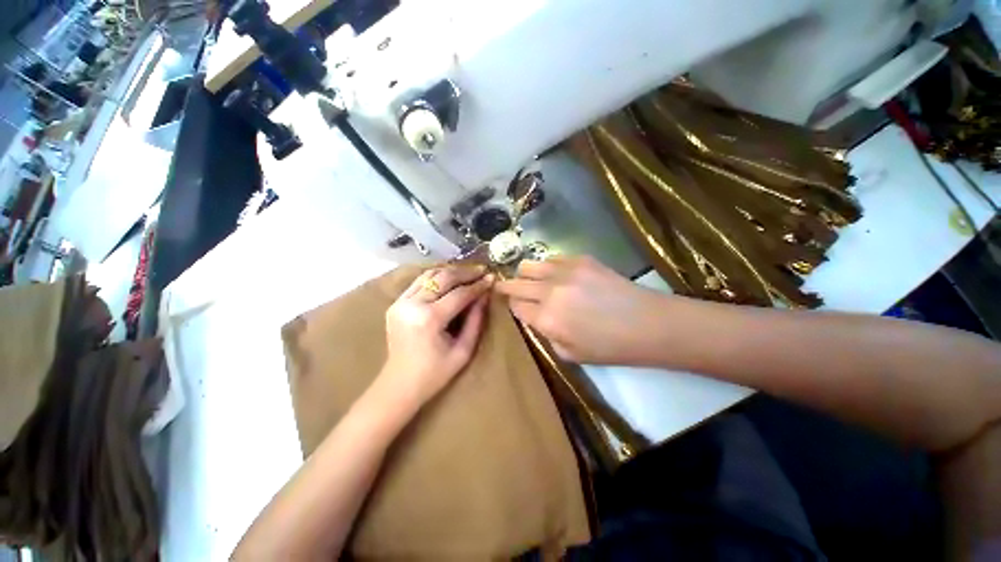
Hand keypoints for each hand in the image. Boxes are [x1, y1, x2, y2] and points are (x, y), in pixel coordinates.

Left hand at [380, 265, 492, 407]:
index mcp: (429, 319)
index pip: (459, 294)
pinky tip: (449, 279)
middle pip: (443, 278)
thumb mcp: (463, 350)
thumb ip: (476, 320)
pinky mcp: (396, 303)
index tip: (492, 278)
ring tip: (468, 272)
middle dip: (465, 272)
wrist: (399, 384)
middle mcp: (412, 305)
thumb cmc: (435, 373)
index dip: (478, 285)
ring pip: (429, 275)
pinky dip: (436, 277)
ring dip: (451, 271)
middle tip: (482, 270)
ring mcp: (400, 302)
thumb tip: (485, 295)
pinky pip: (418, 282)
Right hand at [494, 255, 664, 363]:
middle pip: (515, 283)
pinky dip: (547, 267)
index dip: (511, 306)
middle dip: (506, 287)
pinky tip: (556, 275)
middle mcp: (550, 291)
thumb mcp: (570, 354)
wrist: (647, 323)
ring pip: (528, 265)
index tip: (513, 306)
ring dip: (525, 274)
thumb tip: (535, 317)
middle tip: (505, 288)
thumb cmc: (609, 347)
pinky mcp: (580, 259)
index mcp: (547, 318)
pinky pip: (551, 258)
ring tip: (531, 280)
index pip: (515, 306)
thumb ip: (545, 334)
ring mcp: (565, 271)